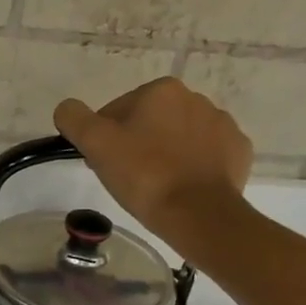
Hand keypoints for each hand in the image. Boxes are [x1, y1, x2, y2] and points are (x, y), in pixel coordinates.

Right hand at [55, 78, 253, 243]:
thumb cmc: (144, 175)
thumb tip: (67, 109)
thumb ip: (74, 119)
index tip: (104, 165)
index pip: (117, 111)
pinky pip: (206, 154)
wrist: (198, 214)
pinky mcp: (238, 151)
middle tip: (126, 178)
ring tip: (155, 186)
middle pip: (149, 122)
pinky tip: (182, 187)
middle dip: (136, 144)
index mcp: (161, 90)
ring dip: (165, 154)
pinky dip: (192, 167)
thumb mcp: (96, 144)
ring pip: (178, 137)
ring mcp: (222, 125)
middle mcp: (196, 98)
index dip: (105, 139)